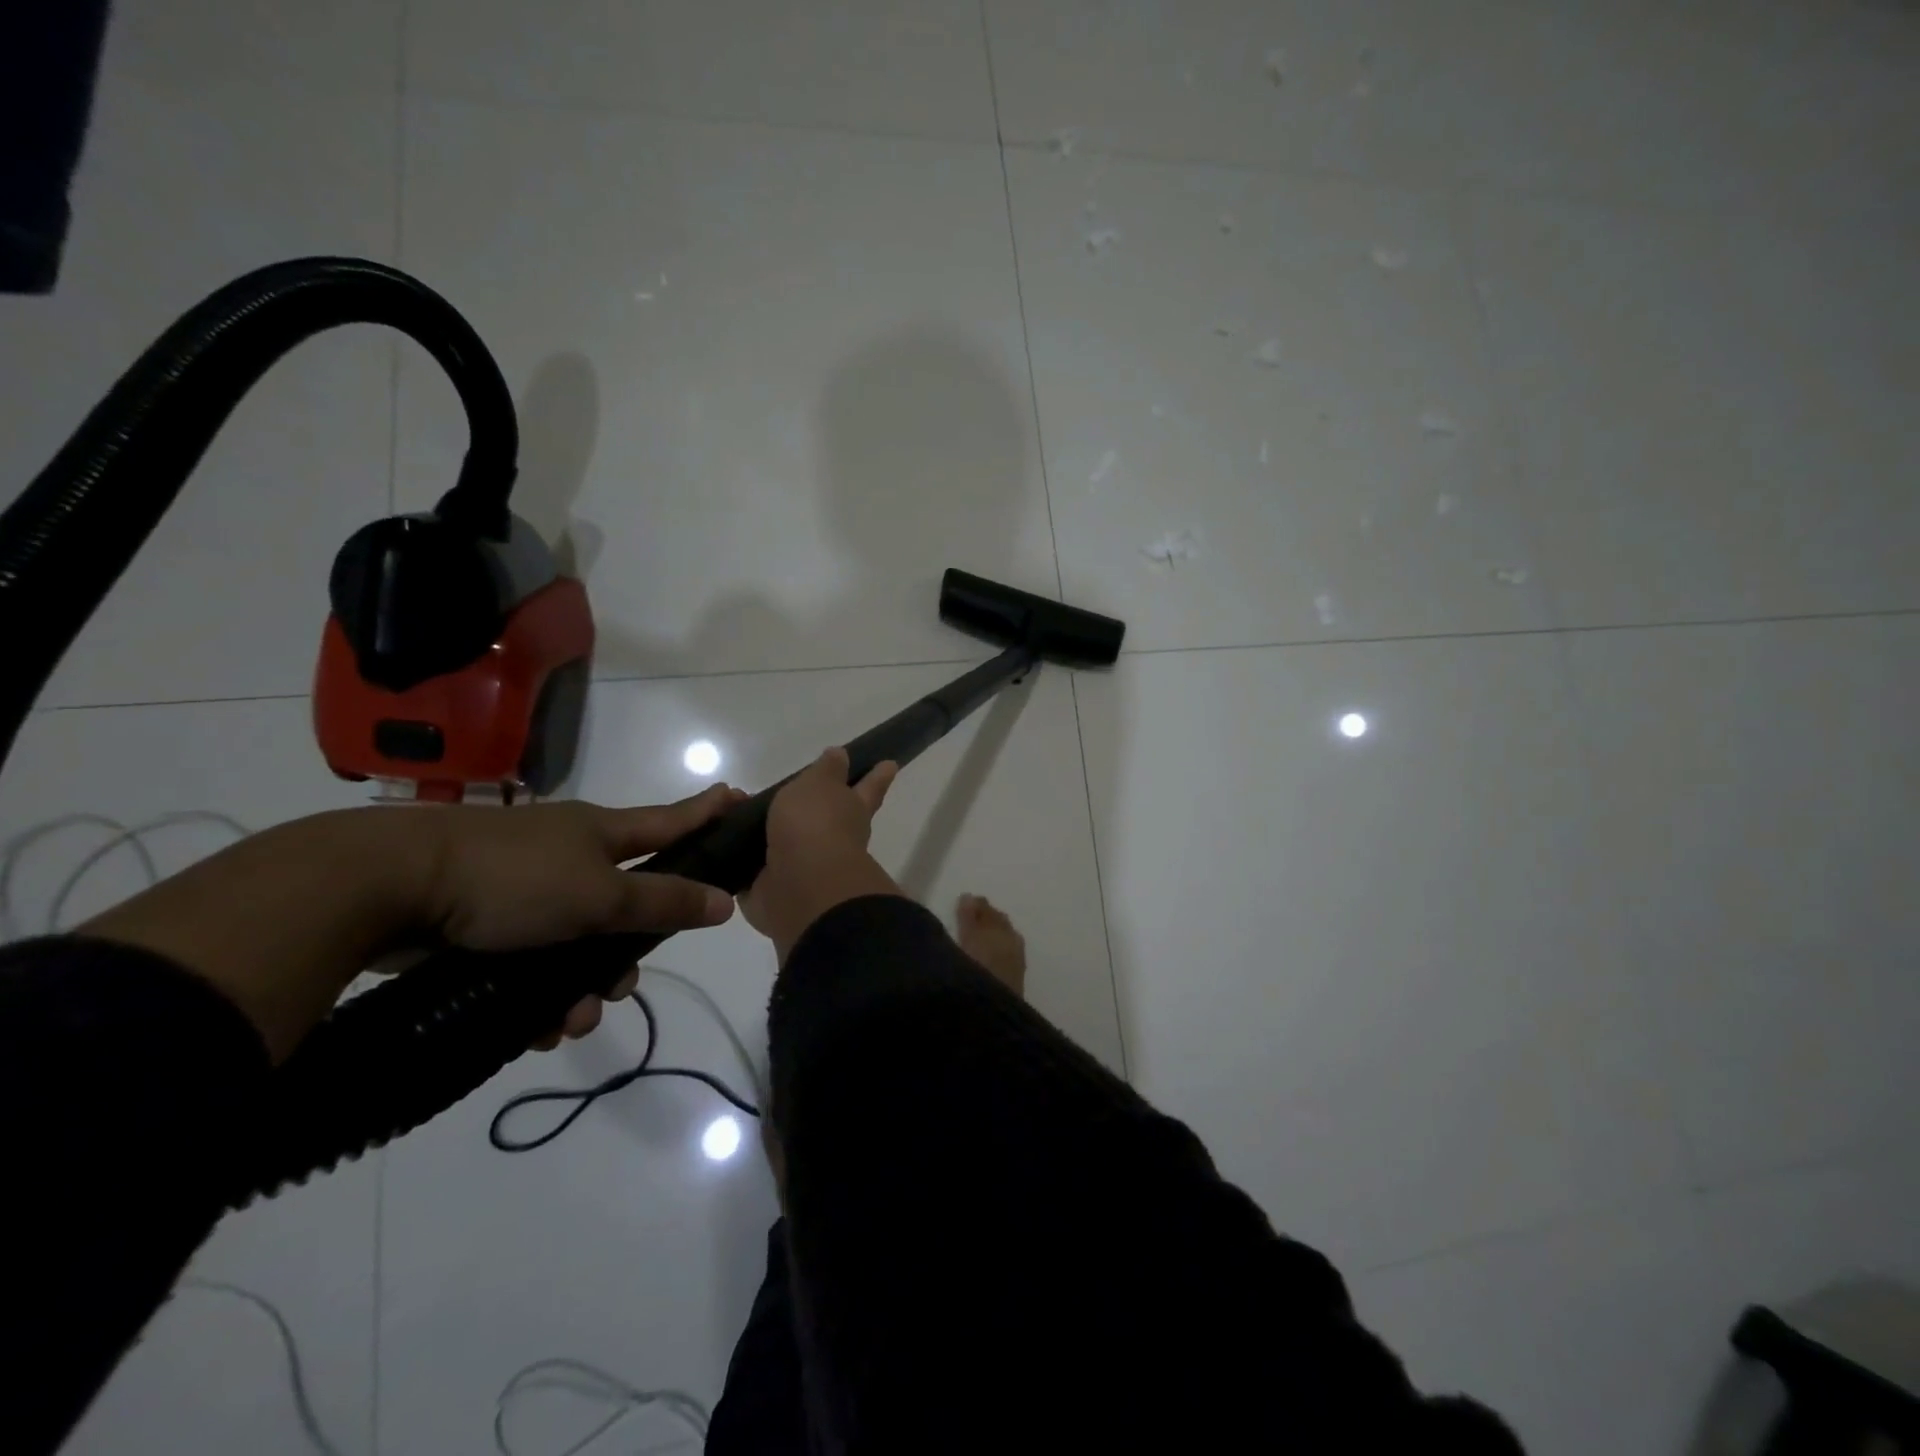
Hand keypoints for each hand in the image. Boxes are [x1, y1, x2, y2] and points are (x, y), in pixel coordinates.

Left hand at [83, 786, 743, 1061]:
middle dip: (631, 950)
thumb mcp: (599, 896)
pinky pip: (533, 961)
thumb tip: (726, 901)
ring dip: (583, 986)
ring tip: (573, 1022)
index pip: (672, 819)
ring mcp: (525, 887)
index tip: (740, 799)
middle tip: (625, 987)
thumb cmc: (512, 879)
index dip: (708, 812)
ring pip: (577, 942)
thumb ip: (664, 901)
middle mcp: (569, 854)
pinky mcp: (485, 920)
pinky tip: (537, 1029)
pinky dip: (541, 994)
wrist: (385, 888)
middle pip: (625, 900)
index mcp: (601, 833)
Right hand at [740, 747, 903, 962]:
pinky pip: (755, 869)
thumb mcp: (820, 784)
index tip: (890, 764)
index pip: (868, 786)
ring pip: (790, 843)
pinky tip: (727, 849)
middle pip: (831, 818)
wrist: (800, 886)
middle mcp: (834, 839)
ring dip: (771, 833)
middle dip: (823, 809)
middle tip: (807, 793)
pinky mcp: (773, 888)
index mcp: (852, 810)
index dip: (877, 775)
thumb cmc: (815, 825)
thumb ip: (827, 770)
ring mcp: (805, 866)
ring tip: (745, 816)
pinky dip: (743, 861)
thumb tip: (842, 755)